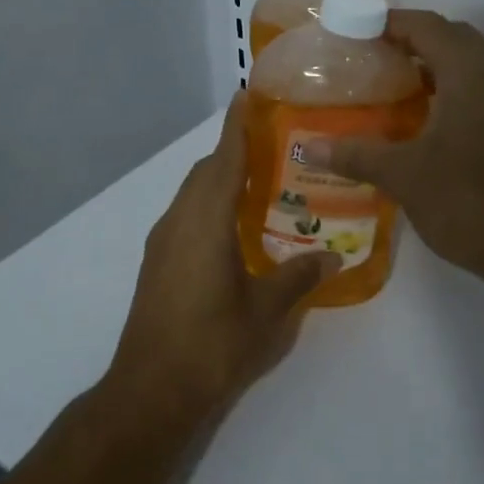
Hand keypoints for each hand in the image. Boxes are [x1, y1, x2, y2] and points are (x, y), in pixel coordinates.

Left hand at [107, 94, 338, 416]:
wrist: (150, 389)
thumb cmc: (212, 343)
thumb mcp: (267, 311)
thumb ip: (300, 277)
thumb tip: (333, 257)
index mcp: (205, 221)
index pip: (224, 159)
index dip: (237, 126)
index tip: (248, 94)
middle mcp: (179, 221)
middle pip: (205, 172)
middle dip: (233, 152)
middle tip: (273, 146)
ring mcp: (162, 242)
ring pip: (192, 194)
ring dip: (220, 180)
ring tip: (260, 183)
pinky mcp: (156, 263)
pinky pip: (186, 216)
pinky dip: (209, 206)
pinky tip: (234, 229)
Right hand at [327, 11, 483, 289]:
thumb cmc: (472, 202)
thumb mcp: (405, 177)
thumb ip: (356, 155)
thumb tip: (308, 146)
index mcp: (472, 73)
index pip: (428, 26)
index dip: (390, 22)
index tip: (356, 30)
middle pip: (455, 38)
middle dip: (415, 40)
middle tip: (374, 59)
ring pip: (475, 66)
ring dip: (439, 67)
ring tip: (397, 89)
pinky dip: (457, 92)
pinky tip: (432, 125)